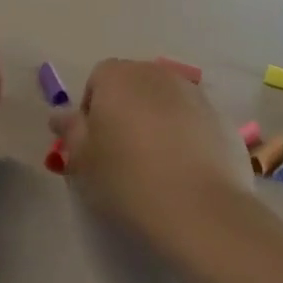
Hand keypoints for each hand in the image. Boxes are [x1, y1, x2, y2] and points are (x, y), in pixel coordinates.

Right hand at [50, 60, 250, 249]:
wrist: (200, 209)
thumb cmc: (127, 180)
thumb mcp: (84, 161)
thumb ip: (71, 132)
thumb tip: (61, 115)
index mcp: (118, 77)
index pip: (98, 79)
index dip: (92, 110)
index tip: (95, 145)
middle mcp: (157, 74)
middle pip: (134, 85)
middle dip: (126, 111)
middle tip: (123, 154)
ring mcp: (195, 93)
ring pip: (166, 101)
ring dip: (158, 121)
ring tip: (157, 165)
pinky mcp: (222, 118)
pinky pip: (194, 122)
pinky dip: (187, 137)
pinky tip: (186, 173)